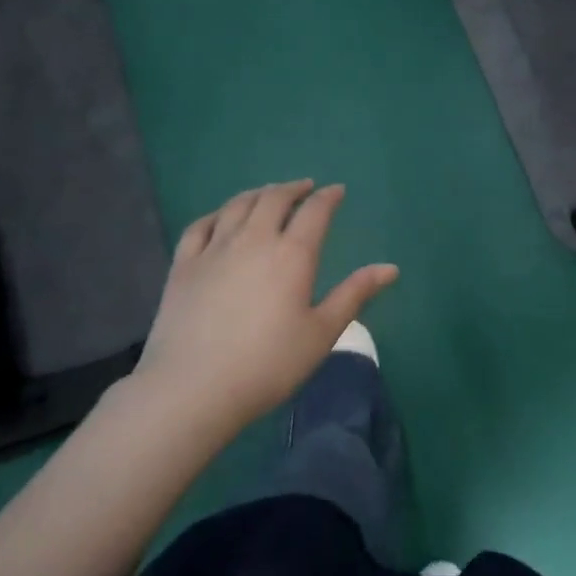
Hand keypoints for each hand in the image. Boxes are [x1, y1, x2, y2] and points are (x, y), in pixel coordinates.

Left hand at [135, 180, 398, 428]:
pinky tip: (222, 217)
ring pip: (238, 205)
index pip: (315, 212)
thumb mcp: (322, 333)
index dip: (328, 197)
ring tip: (269, 194)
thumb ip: (355, 294)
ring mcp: (214, 249)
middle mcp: (254, 240)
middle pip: (274, 199)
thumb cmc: (268, 364)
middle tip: (305, 188)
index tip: (337, 191)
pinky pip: (201, 225)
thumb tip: (391, 268)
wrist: (194, 387)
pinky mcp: (184, 264)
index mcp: (292, 255)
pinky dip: (218, 213)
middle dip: (293, 188)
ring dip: (259, 194)